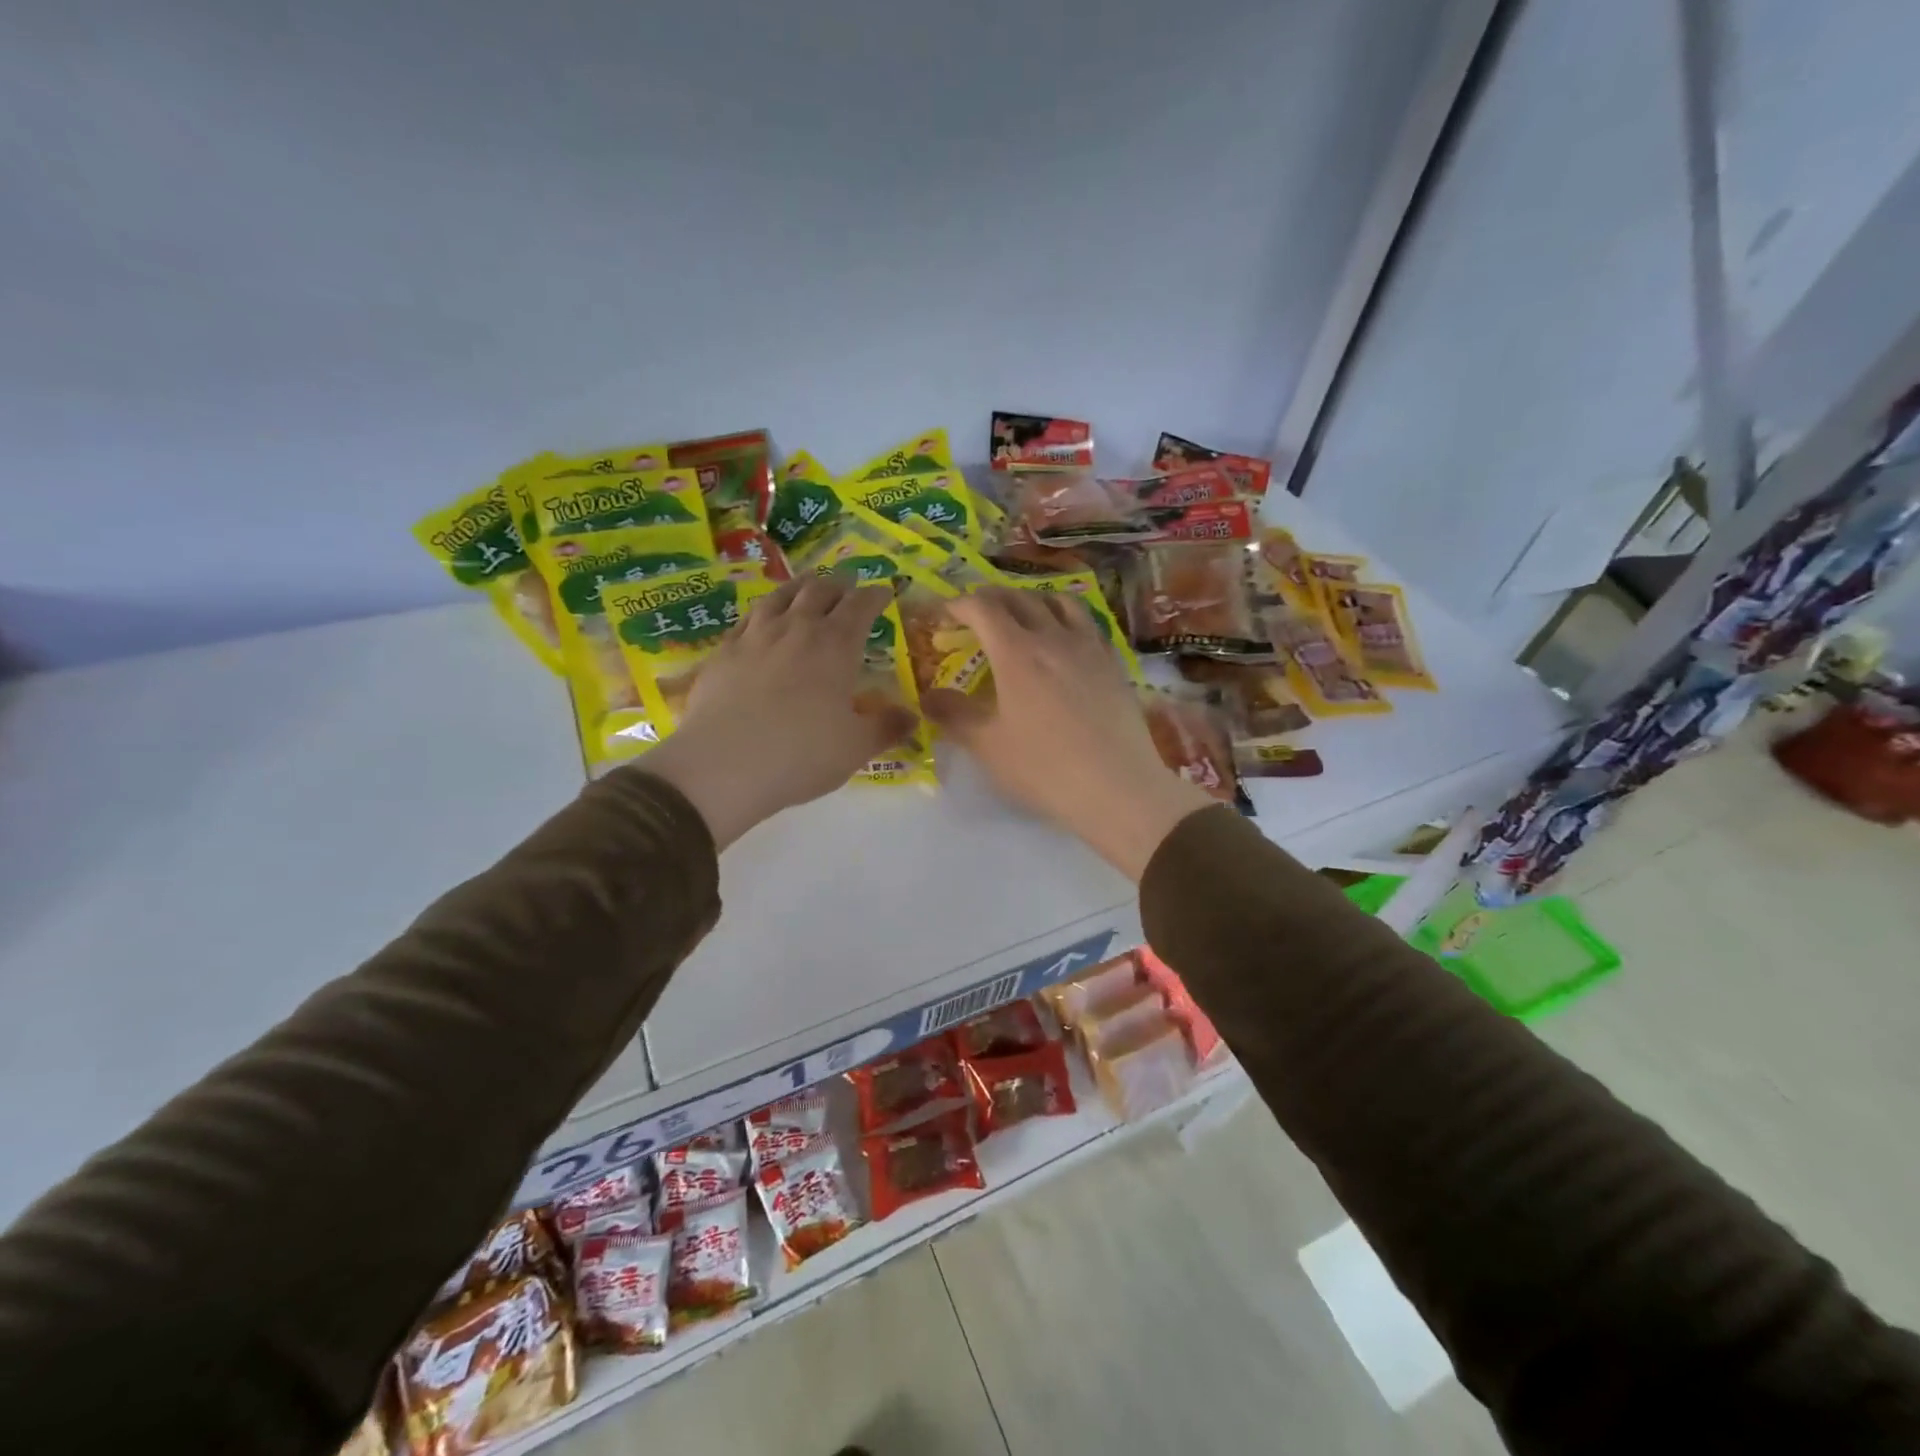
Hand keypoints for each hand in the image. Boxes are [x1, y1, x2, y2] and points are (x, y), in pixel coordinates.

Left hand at [638, 578, 916, 848]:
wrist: (723, 765)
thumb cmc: (801, 754)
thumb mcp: (856, 748)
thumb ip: (887, 728)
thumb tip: (913, 717)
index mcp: (836, 645)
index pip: (861, 605)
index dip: (875, 595)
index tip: (884, 592)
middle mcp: (796, 628)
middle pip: (820, 590)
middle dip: (839, 585)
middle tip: (848, 586)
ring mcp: (755, 636)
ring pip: (781, 596)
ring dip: (800, 587)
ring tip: (807, 587)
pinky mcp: (723, 651)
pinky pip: (748, 618)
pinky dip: (764, 611)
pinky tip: (762, 619)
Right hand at [924, 587, 1215, 878]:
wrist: (1117, 788)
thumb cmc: (1044, 769)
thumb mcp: (988, 746)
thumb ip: (954, 715)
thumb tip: (926, 697)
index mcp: (1017, 652)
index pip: (983, 608)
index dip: (960, 604)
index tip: (945, 612)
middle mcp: (1053, 637)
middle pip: (1020, 598)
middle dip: (992, 597)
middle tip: (976, 611)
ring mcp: (1089, 647)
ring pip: (1059, 603)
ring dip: (1033, 600)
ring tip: (1022, 614)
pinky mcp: (1113, 663)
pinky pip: (1088, 623)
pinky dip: (1066, 618)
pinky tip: (1065, 640)